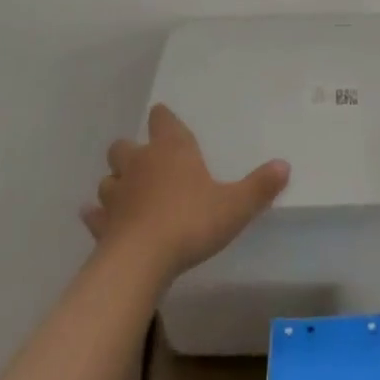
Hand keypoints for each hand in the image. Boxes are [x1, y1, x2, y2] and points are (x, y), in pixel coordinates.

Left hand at [82, 104, 289, 279]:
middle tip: (145, 163)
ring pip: (107, 178)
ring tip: (126, 194)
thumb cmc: (190, 222)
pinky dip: (97, 215)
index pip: (162, 120)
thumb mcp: (234, 206)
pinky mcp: (101, 224)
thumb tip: (284, 165)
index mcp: (171, 149)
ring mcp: (116, 194)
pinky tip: (101, 221)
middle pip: (124, 146)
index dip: (162, 118)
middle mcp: (140, 163)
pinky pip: (94, 214)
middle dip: (131, 151)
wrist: (140, 261)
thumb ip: (259, 187)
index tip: (163, 119)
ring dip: (115, 183)